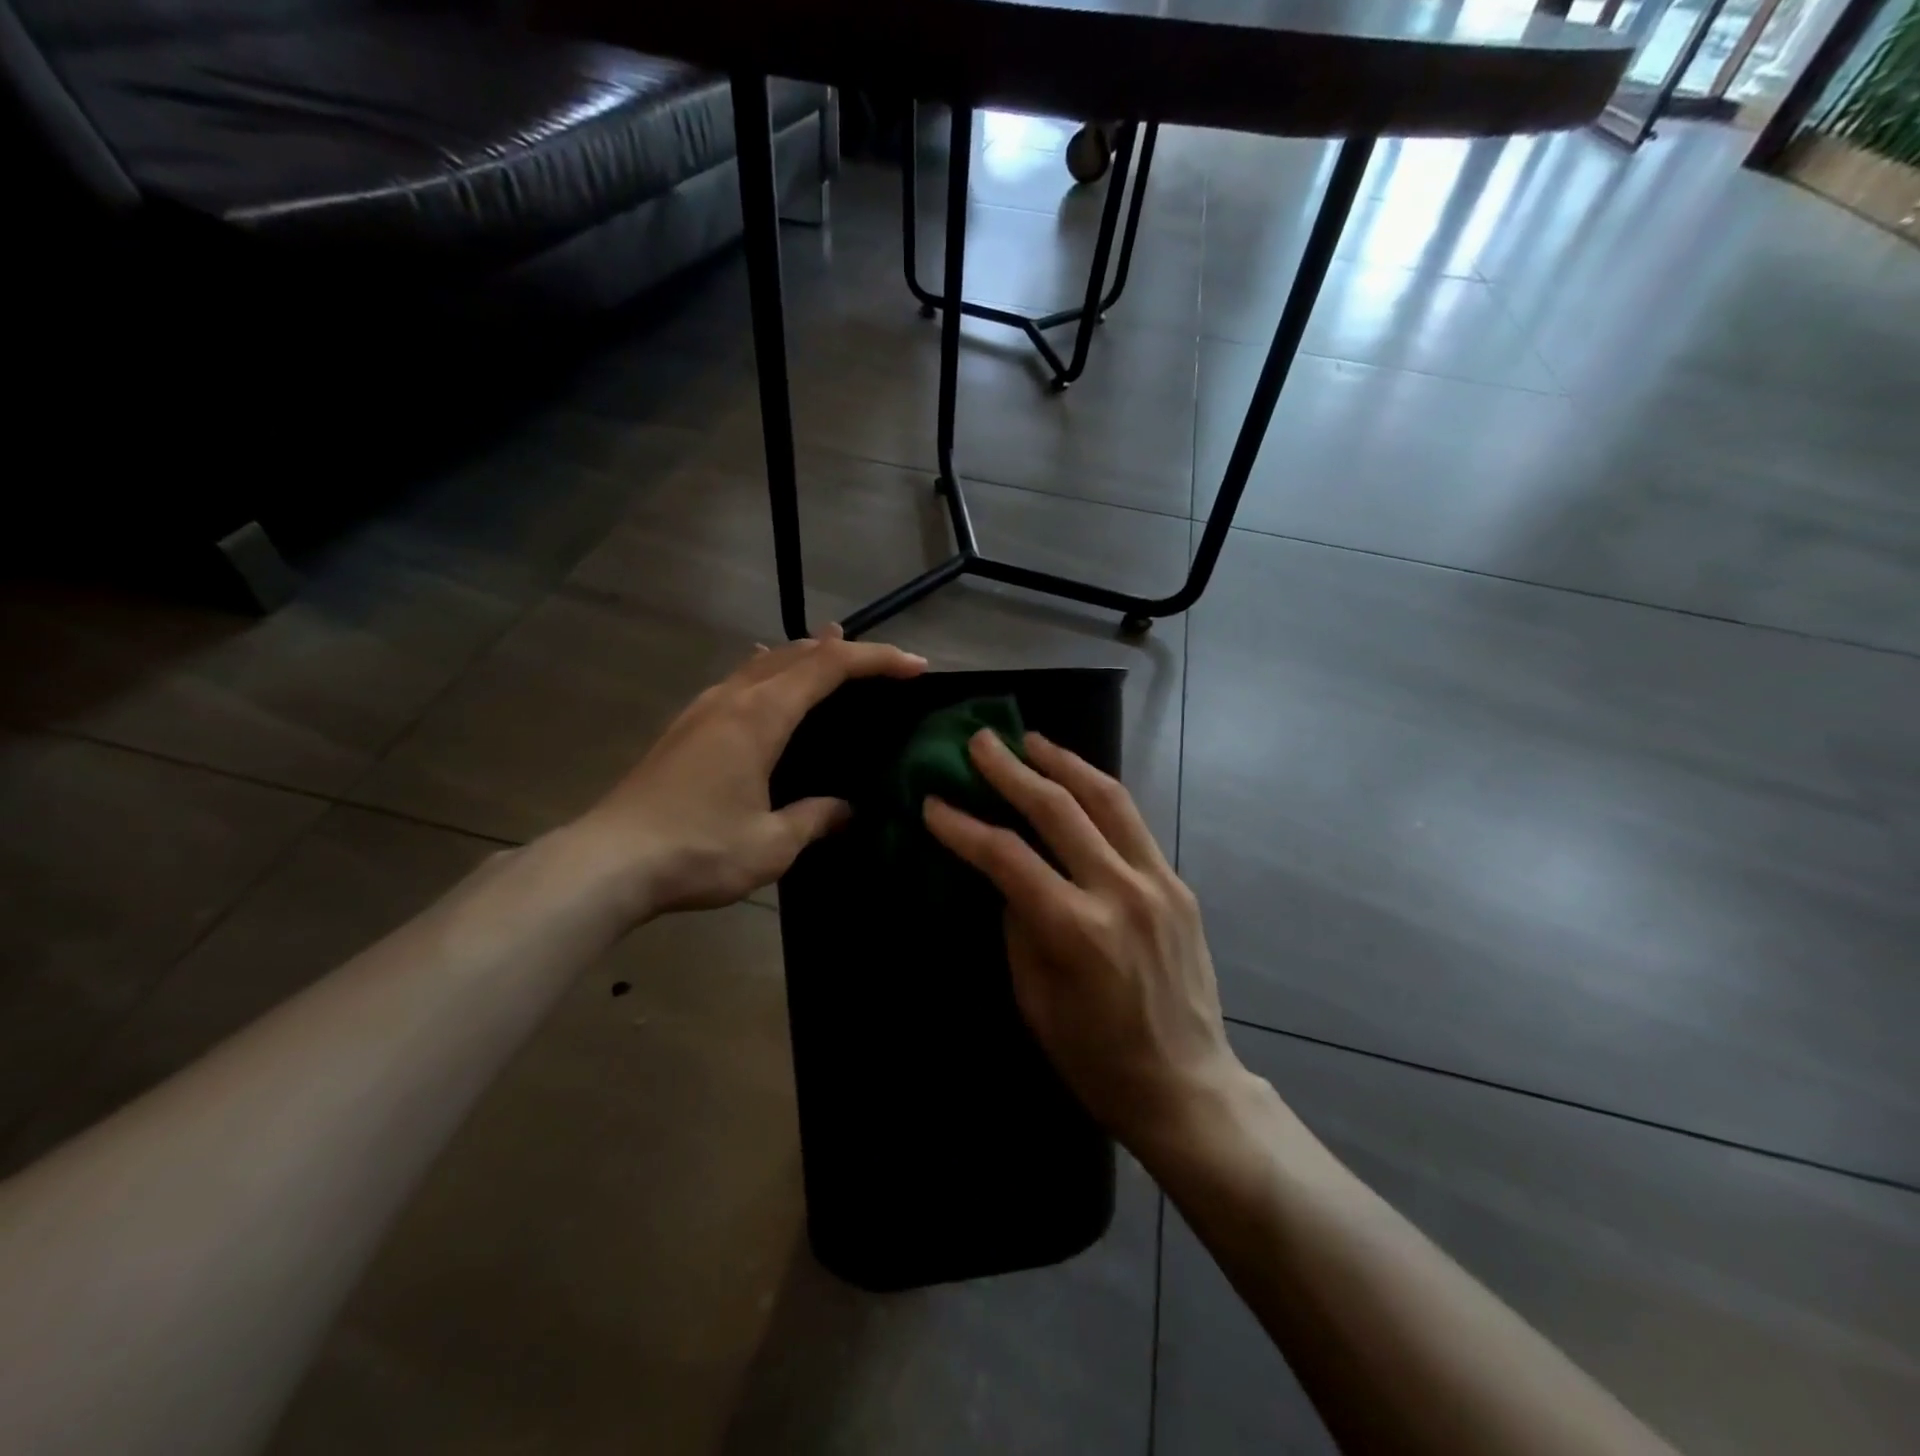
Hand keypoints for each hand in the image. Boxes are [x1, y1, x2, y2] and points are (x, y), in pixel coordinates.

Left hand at [574, 627, 925, 916]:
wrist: (608, 862)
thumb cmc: (698, 850)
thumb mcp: (772, 844)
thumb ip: (816, 818)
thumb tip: (848, 809)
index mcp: (760, 716)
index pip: (829, 667)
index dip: (876, 660)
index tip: (915, 667)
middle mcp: (732, 698)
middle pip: (796, 653)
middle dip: (844, 650)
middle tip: (882, 663)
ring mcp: (703, 709)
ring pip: (763, 663)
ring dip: (803, 655)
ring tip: (830, 652)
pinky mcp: (684, 727)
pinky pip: (739, 680)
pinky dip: (769, 672)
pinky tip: (765, 683)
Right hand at [922, 731, 1246, 1156]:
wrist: (1187, 1086)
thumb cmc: (1095, 1058)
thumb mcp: (1033, 999)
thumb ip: (1018, 925)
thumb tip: (1007, 874)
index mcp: (1075, 930)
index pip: (1007, 856)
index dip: (963, 825)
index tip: (933, 802)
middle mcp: (1120, 892)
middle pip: (1058, 809)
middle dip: (1012, 769)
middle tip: (981, 740)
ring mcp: (1157, 882)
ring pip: (1107, 798)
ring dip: (1064, 762)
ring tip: (1032, 740)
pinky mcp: (1179, 883)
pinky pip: (1133, 823)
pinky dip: (1099, 793)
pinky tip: (1077, 782)